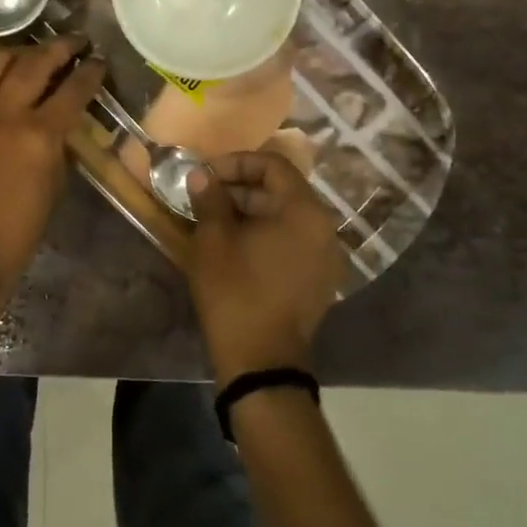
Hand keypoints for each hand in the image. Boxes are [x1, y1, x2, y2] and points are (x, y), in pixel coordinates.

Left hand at [0, 37, 106, 321]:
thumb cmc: (15, 236)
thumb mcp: (52, 191)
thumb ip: (58, 151)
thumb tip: (64, 128)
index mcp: (38, 136)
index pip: (72, 89)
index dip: (90, 72)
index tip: (100, 61)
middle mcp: (5, 114)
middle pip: (34, 63)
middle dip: (59, 47)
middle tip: (76, 40)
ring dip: (23, 51)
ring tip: (40, 50)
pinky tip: (10, 75)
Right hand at [185, 151, 348, 382]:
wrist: (261, 363)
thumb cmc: (235, 292)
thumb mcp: (213, 239)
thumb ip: (209, 198)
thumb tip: (201, 175)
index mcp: (304, 212)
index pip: (274, 165)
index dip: (237, 163)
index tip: (206, 175)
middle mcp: (324, 228)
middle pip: (282, 189)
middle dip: (241, 187)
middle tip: (205, 196)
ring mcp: (326, 257)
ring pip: (286, 217)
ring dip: (251, 211)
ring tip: (214, 220)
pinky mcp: (319, 280)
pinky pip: (292, 241)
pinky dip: (265, 234)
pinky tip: (235, 246)